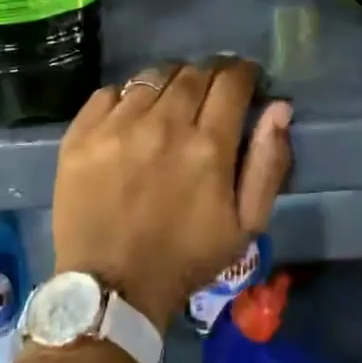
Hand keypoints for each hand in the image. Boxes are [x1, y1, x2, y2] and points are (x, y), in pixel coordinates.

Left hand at [52, 58, 291, 326]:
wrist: (109, 290)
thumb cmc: (185, 258)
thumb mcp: (245, 225)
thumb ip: (268, 163)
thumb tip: (279, 107)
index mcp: (208, 145)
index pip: (232, 81)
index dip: (244, 73)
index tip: (246, 80)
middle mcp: (163, 124)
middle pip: (193, 72)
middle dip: (210, 73)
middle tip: (211, 90)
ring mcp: (118, 125)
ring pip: (153, 76)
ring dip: (171, 81)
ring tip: (172, 100)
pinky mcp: (82, 133)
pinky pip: (110, 91)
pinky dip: (128, 96)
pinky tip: (132, 115)